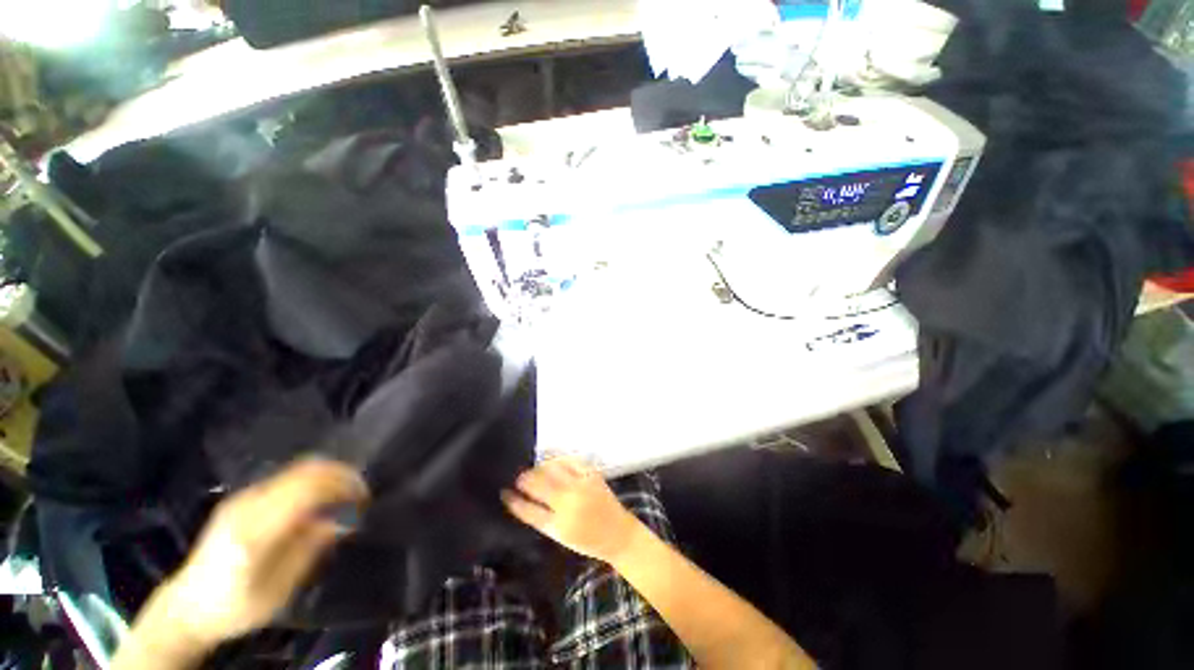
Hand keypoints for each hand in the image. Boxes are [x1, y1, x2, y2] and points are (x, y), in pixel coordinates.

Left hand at [151, 459, 368, 646]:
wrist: (186, 607)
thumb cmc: (236, 607)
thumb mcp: (278, 590)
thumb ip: (309, 550)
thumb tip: (343, 521)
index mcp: (254, 531)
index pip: (306, 489)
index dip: (342, 485)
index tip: (364, 496)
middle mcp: (247, 505)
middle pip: (304, 471)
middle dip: (340, 474)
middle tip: (361, 490)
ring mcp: (242, 498)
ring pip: (297, 468)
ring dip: (328, 474)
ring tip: (347, 492)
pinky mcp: (243, 498)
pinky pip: (287, 477)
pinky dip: (313, 479)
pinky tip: (321, 497)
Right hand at [502, 457, 642, 562]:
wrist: (617, 533)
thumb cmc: (586, 539)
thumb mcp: (559, 535)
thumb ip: (540, 517)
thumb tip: (520, 499)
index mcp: (559, 525)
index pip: (528, 510)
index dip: (513, 500)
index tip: (503, 492)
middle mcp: (569, 503)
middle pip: (539, 484)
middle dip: (524, 478)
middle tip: (518, 477)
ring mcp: (581, 485)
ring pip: (553, 468)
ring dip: (540, 467)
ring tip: (534, 469)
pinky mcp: (591, 474)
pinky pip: (570, 460)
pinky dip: (558, 459)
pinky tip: (553, 462)